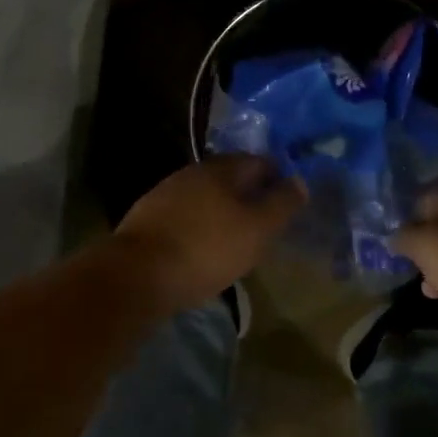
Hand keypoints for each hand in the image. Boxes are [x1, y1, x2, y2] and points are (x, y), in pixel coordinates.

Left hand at [113, 157, 306, 312]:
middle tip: (266, 225)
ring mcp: (166, 193)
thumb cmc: (207, 249)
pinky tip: (203, 249)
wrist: (137, 274)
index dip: (279, 180)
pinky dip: (200, 227)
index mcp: (222, 168)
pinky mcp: (148, 218)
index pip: (261, 162)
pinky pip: (186, 216)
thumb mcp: (257, 229)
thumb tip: (300, 181)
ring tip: (236, 240)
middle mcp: (193, 172)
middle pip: (232, 178)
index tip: (288, 206)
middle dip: (250, 196)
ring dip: (224, 212)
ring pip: (207, 197)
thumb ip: (282, 204)